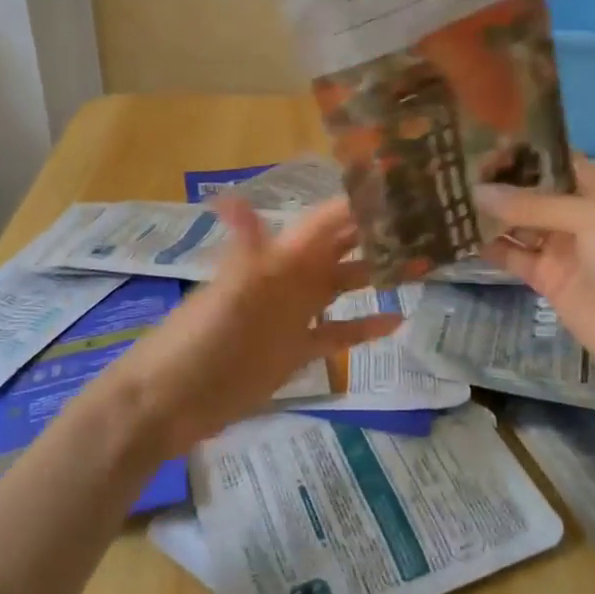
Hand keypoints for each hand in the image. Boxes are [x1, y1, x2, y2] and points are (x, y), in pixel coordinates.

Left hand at [120, 196, 399, 453]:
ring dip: (375, 276)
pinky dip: (364, 327)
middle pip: (339, 250)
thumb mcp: (227, 292)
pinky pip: (336, 333)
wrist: (169, 401)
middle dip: (376, 236)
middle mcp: (290, 279)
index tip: (403, 192)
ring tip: (420, 266)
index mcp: (278, 258)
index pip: (325, 222)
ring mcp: (294, 315)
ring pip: (342, 287)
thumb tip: (231, 195)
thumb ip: (244, 247)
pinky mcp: (295, 351)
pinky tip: (396, 321)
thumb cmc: (199, 339)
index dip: (359, 205)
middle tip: (425, 227)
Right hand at [475, 157, 594, 377]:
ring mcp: (561, 249)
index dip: (526, 150)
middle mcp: (577, 216)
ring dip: (491, 213)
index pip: (558, 161)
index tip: (486, 141)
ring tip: (453, 198)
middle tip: (460, 170)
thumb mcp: (590, 219)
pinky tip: (463, 237)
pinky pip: (514, 257)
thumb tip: (479, 192)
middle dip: (501, 181)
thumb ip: (533, 205)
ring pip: (518, 223)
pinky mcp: (547, 279)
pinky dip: (491, 247)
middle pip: (533, 191)